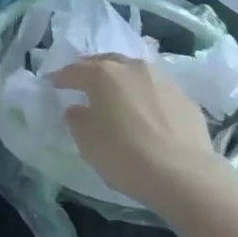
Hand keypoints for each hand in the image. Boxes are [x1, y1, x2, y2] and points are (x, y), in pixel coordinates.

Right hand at [52, 55, 226, 210]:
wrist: (185, 175)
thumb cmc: (125, 156)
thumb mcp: (87, 142)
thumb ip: (77, 120)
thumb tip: (78, 109)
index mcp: (103, 74)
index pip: (75, 70)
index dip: (61, 77)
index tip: (52, 83)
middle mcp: (132, 67)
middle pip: (106, 62)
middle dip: (92, 70)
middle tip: (83, 82)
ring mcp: (162, 79)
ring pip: (134, 72)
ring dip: (122, 80)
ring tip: (116, 95)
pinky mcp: (185, 97)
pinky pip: (156, 90)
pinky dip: (145, 96)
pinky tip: (145, 112)